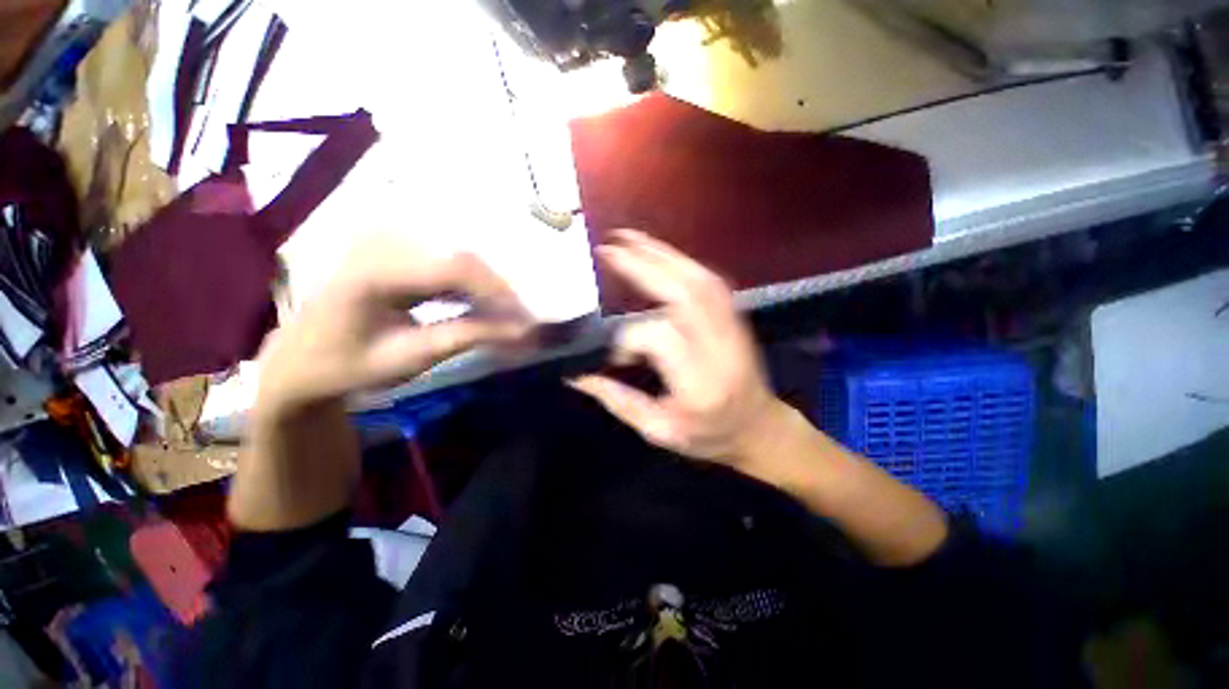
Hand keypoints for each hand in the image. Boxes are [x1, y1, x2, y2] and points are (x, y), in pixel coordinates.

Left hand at [256, 236, 532, 415]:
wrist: (301, 360)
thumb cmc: (350, 365)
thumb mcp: (411, 357)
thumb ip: (468, 336)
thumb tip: (521, 330)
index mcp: (375, 271)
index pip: (456, 267)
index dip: (499, 292)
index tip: (527, 320)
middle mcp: (382, 243)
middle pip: (463, 258)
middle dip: (499, 292)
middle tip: (521, 323)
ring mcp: (387, 242)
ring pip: (461, 258)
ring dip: (488, 290)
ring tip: (505, 319)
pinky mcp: (396, 249)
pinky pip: (447, 262)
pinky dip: (470, 287)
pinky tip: (480, 307)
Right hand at [571, 229, 789, 469]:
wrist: (760, 428)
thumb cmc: (709, 436)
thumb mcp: (659, 431)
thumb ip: (617, 401)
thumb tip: (576, 374)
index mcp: (700, 385)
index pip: (661, 340)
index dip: (629, 338)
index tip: (614, 351)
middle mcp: (719, 349)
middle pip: (684, 296)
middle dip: (644, 267)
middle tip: (609, 248)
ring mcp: (733, 327)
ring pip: (698, 280)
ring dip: (662, 255)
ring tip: (629, 238)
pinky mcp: (736, 316)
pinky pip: (708, 280)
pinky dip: (680, 261)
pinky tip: (658, 253)